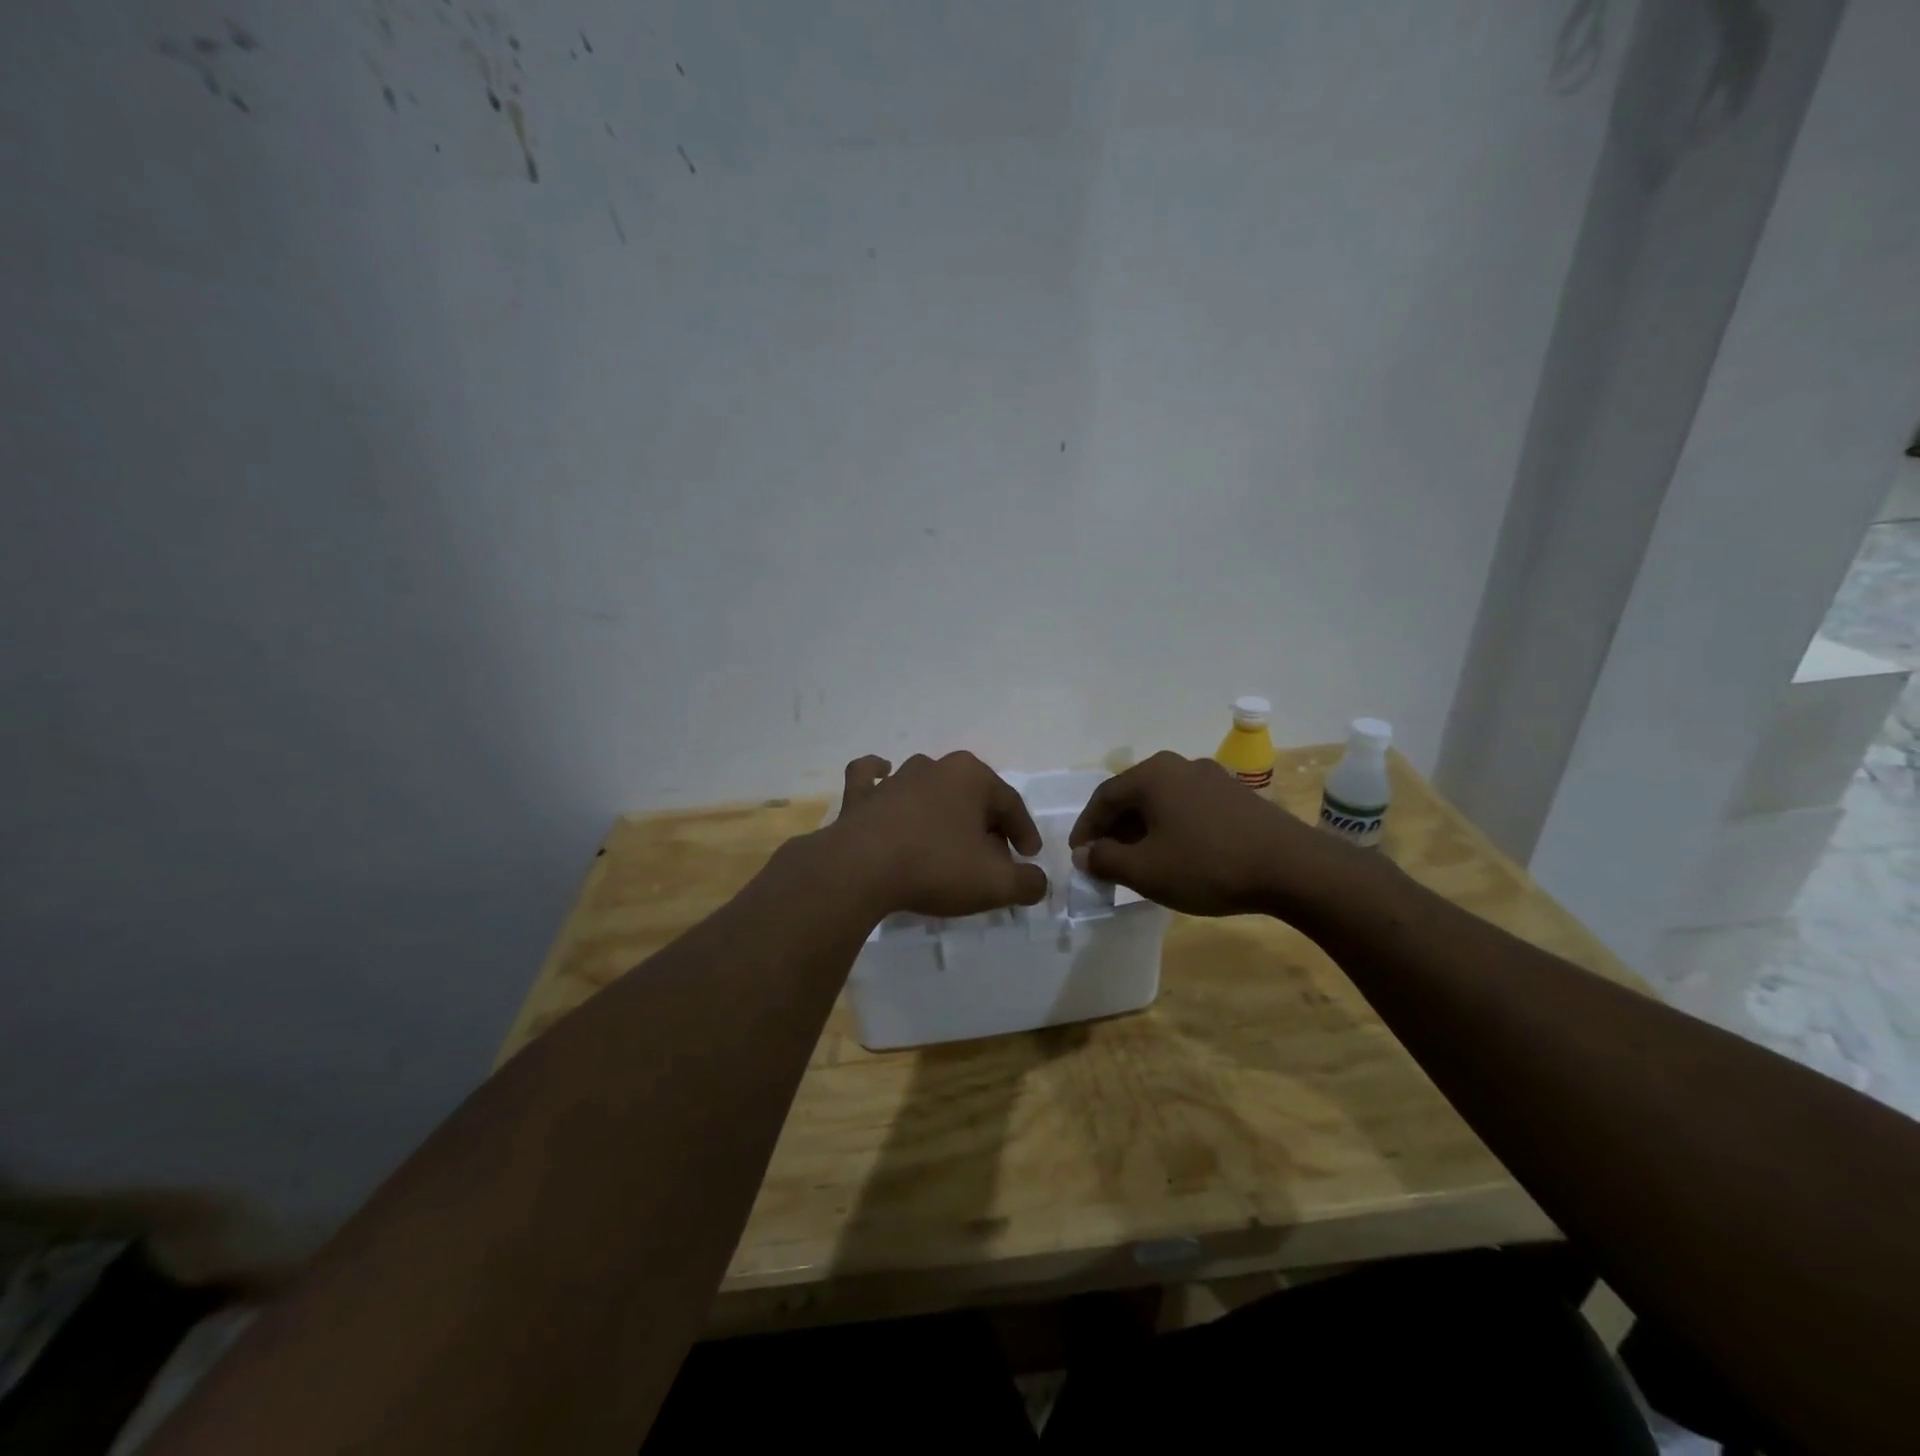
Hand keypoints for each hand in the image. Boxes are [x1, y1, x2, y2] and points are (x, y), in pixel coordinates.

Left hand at [824, 753, 1048, 918]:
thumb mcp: (995, 883)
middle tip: (993, 858)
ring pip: (929, 787)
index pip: (1011, 803)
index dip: (1024, 833)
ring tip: (949, 842)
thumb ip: (1027, 883)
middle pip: (971, 796)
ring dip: (943, 809)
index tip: (1028, 858)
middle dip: (986, 825)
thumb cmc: (935, 867)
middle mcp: (934, 767)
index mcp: (972, 777)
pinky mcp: (860, 796)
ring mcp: (894, 779)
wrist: (860, 869)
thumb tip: (1037, 882)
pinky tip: (884, 777)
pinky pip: (872, 778)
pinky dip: (879, 777)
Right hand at [1068, 751, 1352, 917]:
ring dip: (1143, 829)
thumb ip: (1106, 860)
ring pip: (1162, 801)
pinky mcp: (1236, 795)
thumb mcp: (1145, 870)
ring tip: (1140, 861)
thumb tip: (1086, 854)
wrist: (1291, 868)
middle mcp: (1179, 765)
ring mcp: (1212, 777)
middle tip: (1106, 860)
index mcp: (1152, 775)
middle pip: (1133, 796)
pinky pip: (1189, 807)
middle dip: (1114, 829)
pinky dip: (1172, 828)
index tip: (1078, 855)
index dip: (1086, 828)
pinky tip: (1177, 854)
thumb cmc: (1207, 865)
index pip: (1103, 798)